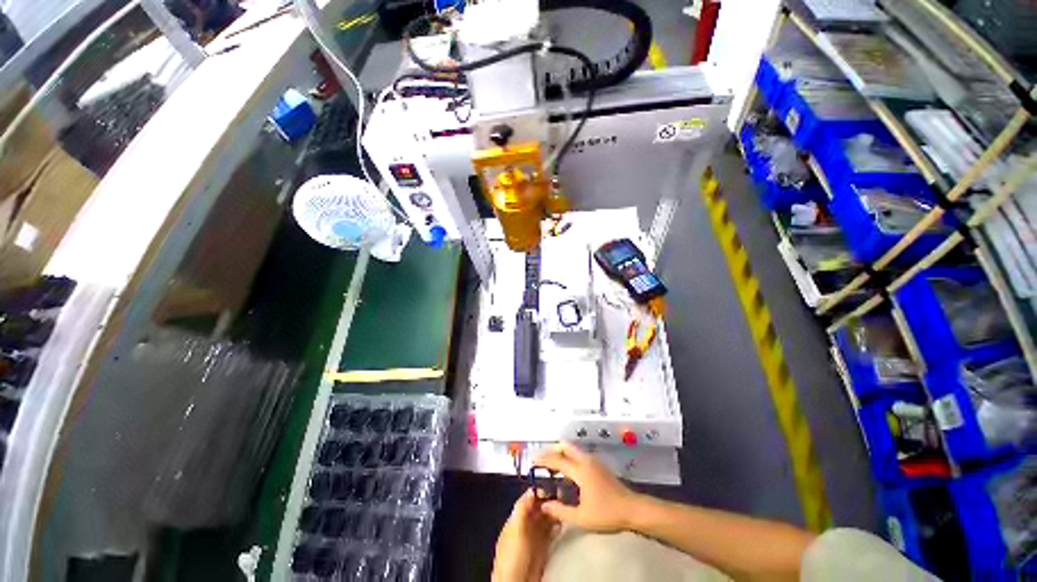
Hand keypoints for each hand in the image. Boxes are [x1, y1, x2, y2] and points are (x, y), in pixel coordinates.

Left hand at [492, 489, 557, 581]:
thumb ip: (522, 509)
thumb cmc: (512, 557)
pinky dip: (556, 527)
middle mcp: (525, 526)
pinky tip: (563, 524)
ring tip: (565, 507)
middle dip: (549, 501)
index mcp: (516, 519)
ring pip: (545, 520)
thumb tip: (530, 490)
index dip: (538, 493)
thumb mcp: (516, 530)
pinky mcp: (542, 549)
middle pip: (538, 509)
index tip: (551, 486)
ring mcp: (534, 538)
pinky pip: (550, 533)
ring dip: (554, 513)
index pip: (528, 501)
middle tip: (562, 495)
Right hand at [533, 442, 642, 532]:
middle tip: (541, 459)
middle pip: (565, 447)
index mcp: (580, 471)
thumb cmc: (607, 513)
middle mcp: (586, 460)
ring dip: (561, 453)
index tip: (532, 461)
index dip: (544, 459)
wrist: (633, 509)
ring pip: (573, 449)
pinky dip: (569, 457)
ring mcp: (594, 461)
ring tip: (551, 465)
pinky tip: (567, 471)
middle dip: (552, 450)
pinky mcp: (599, 465)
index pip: (557, 460)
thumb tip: (544, 504)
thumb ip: (560, 511)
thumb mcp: (582, 517)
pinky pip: (579, 455)